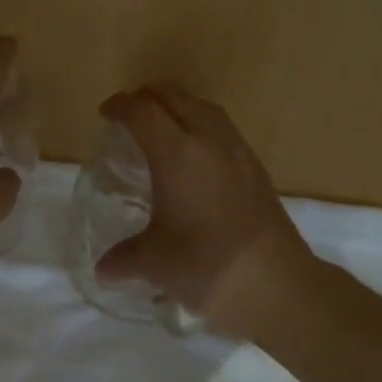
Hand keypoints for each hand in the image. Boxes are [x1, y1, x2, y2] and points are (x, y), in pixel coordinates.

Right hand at [95, 85, 315, 335]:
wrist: (277, 284)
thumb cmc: (206, 265)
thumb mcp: (155, 263)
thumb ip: (124, 258)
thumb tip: (103, 270)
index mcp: (176, 154)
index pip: (142, 112)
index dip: (120, 106)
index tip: (106, 112)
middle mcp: (208, 140)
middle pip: (174, 97)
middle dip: (148, 97)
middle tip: (130, 113)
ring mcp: (238, 151)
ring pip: (204, 107)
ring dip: (179, 106)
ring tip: (163, 125)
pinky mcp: (256, 167)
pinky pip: (223, 128)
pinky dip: (202, 125)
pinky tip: (197, 154)